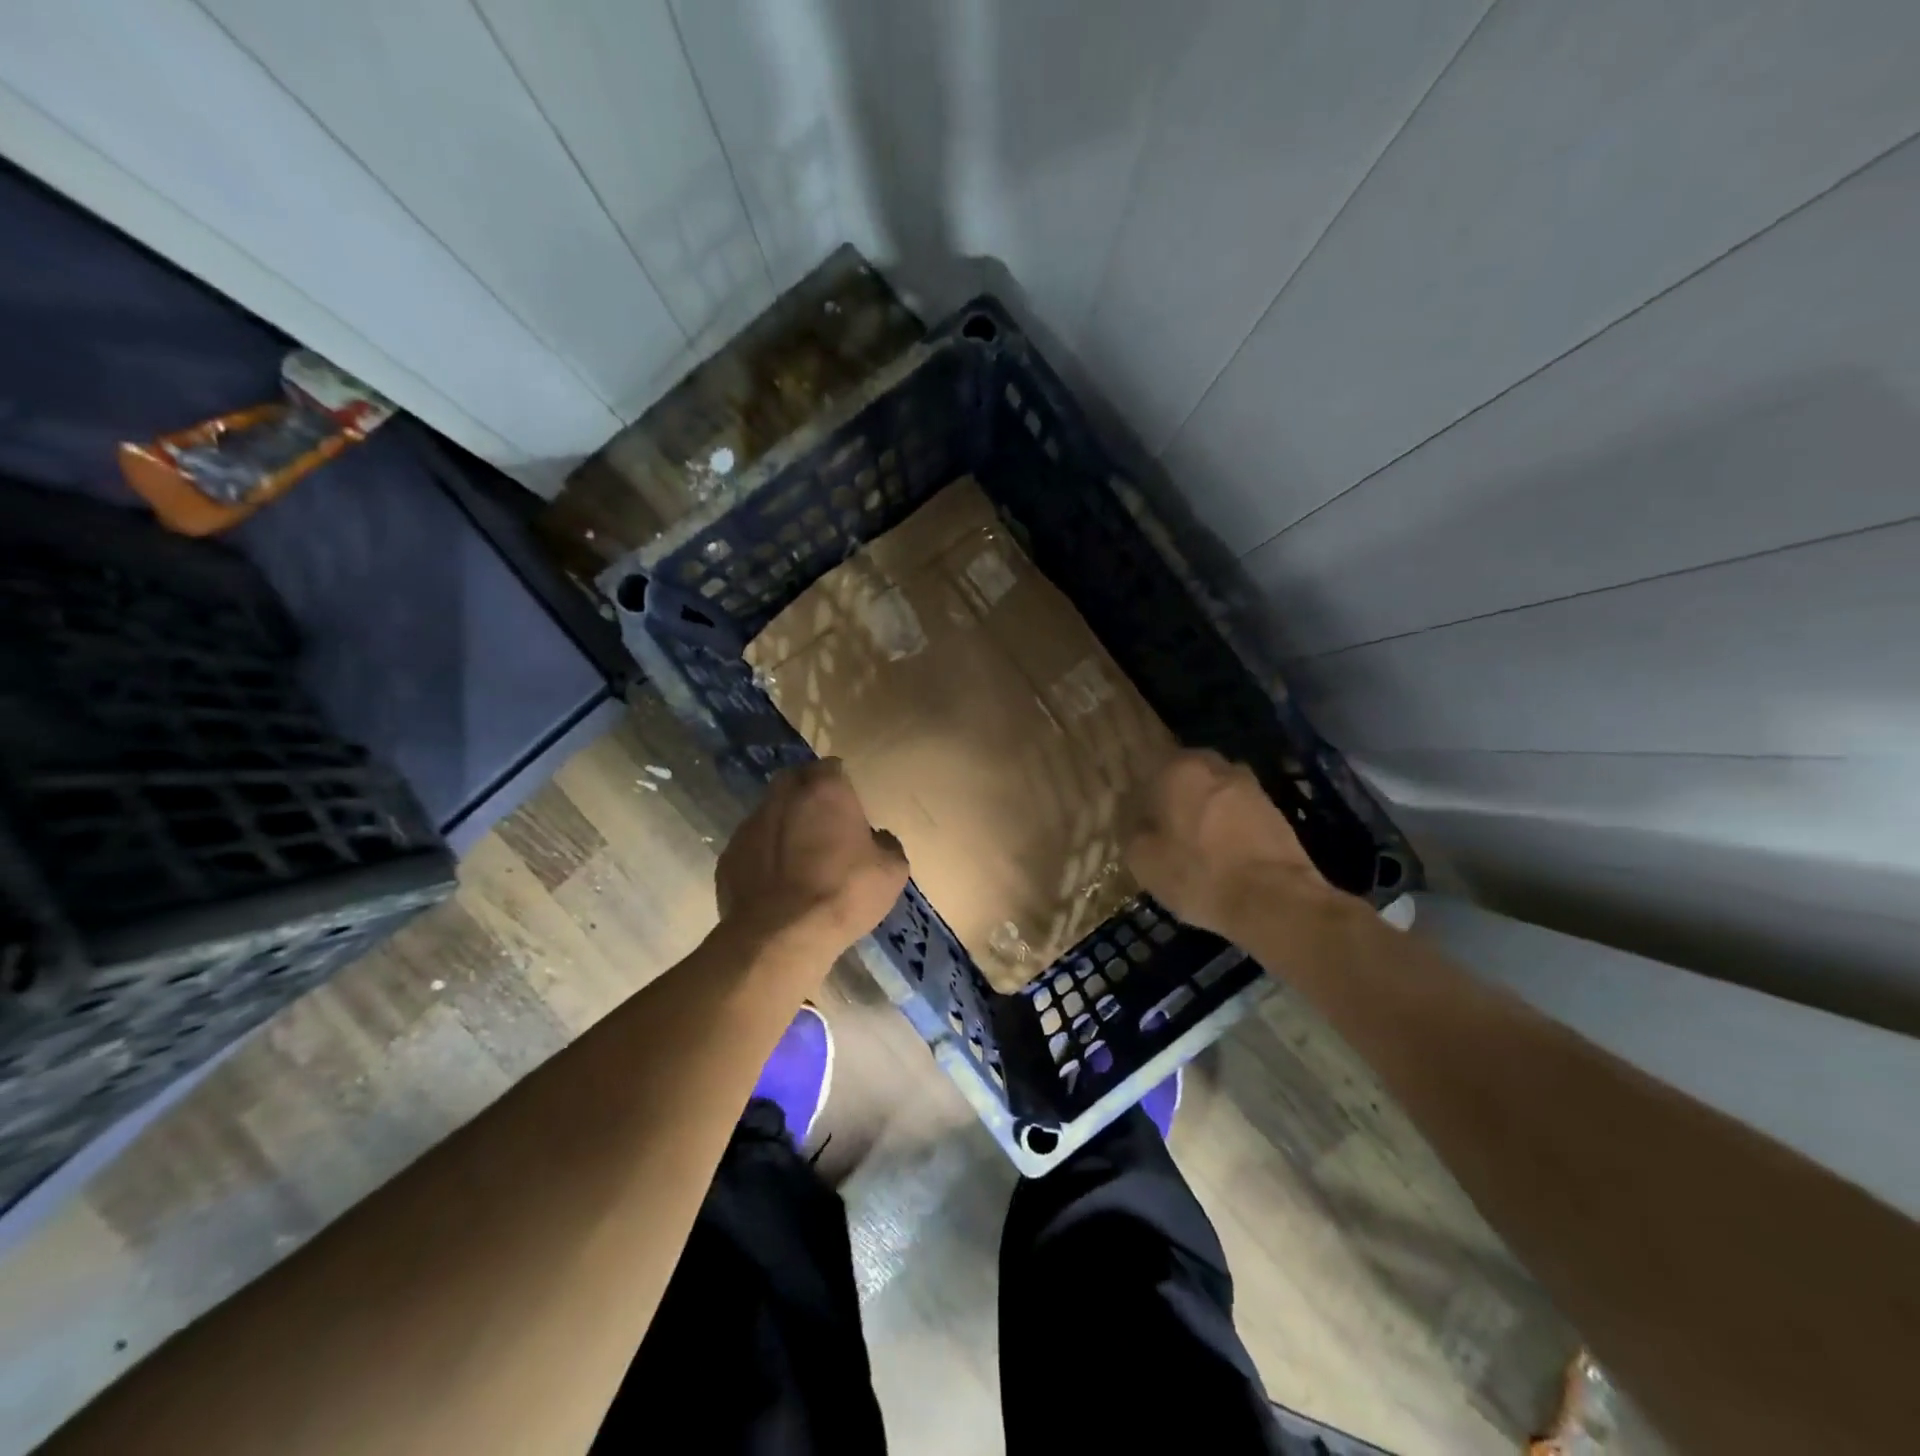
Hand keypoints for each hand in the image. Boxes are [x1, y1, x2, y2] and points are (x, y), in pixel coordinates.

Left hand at [715, 758, 909, 971]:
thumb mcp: (891, 872)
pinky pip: (751, 846)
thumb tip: (877, 840)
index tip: (848, 804)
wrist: (782, 936)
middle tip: (822, 821)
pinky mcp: (729, 856)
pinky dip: (763, 855)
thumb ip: (887, 845)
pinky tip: (775, 882)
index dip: (840, 783)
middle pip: (794, 780)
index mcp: (825, 790)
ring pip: (769, 812)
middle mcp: (783, 797)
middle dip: (806, 793)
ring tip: (798, 855)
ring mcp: (750, 825)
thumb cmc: (844, 893)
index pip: (831, 767)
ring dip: (783, 824)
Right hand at [1125, 749, 1337, 940]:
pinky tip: (1224, 854)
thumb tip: (1135, 816)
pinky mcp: (1274, 810)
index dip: (1139, 801)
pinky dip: (1228, 826)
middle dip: (1173, 799)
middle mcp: (1214, 765)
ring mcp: (1249, 785)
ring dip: (1203, 811)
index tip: (1137, 826)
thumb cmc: (1197, 873)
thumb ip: (1131, 828)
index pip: (1145, 773)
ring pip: (1213, 793)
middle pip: (1183, 777)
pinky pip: (1237, 811)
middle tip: (1165, 833)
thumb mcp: (1142, 859)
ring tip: (1196, 846)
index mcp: (1177, 768)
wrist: (1274, 900)